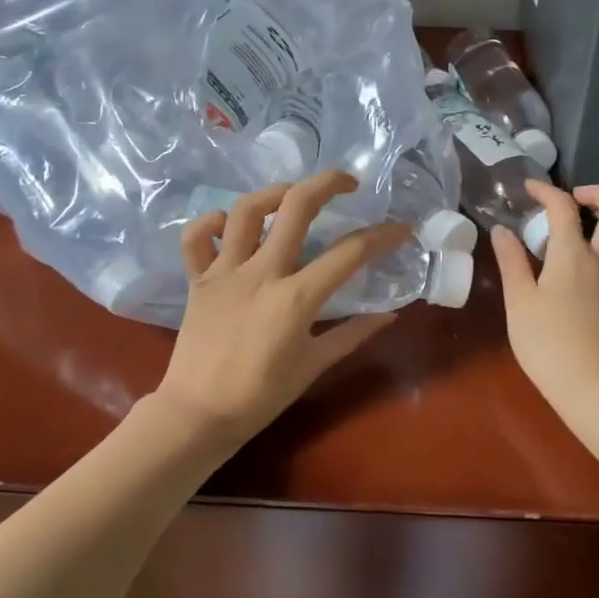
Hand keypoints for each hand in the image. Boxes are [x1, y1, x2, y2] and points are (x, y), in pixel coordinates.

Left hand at [156, 170, 408, 449]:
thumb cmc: (261, 396)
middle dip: (329, 183)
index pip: (350, 253)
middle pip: (296, 207)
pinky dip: (212, 222)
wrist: (197, 415)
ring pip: (246, 210)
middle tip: (348, 183)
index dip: (383, 236)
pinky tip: (230, 225)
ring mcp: (225, 272)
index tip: (402, 229)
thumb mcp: (314, 365)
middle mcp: (262, 272)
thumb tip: (390, 315)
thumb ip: (353, 334)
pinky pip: (196, 237)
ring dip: (274, 193)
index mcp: (296, 297)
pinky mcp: (198, 279)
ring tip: (293, 196)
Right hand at [491, 181, 598, 414]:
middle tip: (575, 200)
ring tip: (591, 227)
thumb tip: (503, 229)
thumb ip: (511, 261)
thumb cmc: (546, 344)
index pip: (563, 207)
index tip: (529, 189)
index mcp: (574, 255)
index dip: (546, 190)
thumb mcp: (518, 301)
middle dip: (598, 193)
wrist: (592, 387)